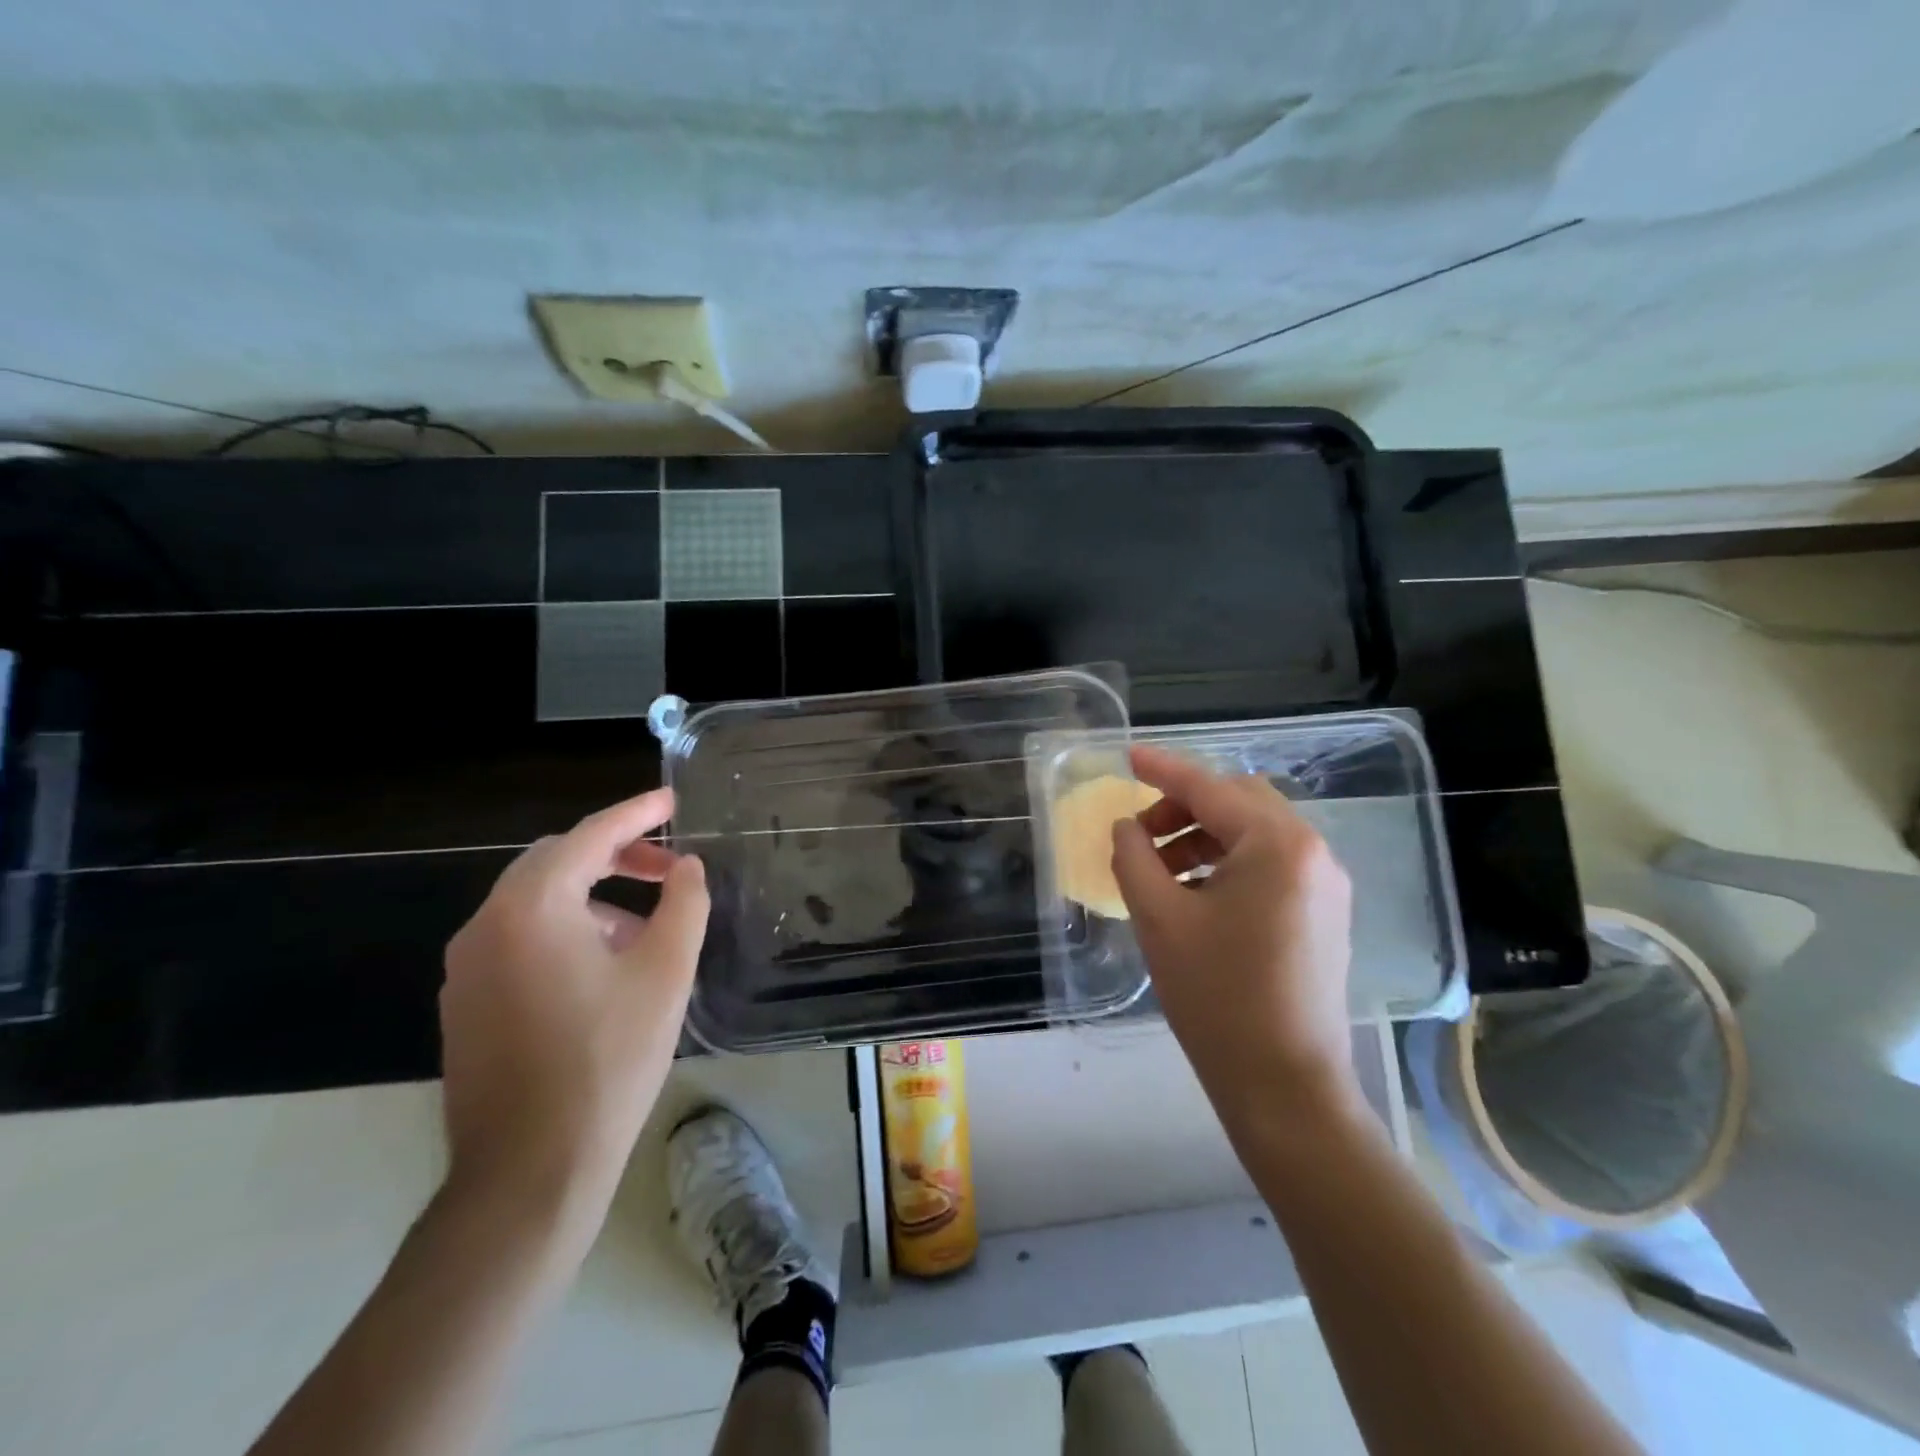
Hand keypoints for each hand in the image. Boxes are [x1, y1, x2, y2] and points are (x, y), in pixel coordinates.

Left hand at [440, 790, 709, 1250]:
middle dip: (616, 855)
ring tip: (645, 925)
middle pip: (556, 862)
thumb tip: (687, 868)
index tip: (672, 801)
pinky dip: (566, 928)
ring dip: (593, 895)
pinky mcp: (466, 1005)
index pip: (590, 836)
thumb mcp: (665, 971)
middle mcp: (486, 925)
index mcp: (531, 907)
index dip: (637, 813)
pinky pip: (520, 939)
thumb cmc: (608, 1059)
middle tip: (668, 868)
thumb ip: (684, 903)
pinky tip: (604, 966)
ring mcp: (467, 968)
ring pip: (536, 902)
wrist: (530, 1172)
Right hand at [1110, 745, 1359, 1137]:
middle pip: (1239, 801)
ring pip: (1256, 831)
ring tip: (1161, 870)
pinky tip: (1196, 892)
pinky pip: (1272, 863)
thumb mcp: (1159, 919)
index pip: (1210, 788)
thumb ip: (1134, 857)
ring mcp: (1326, 883)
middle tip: (1142, 834)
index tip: (1126, 756)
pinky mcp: (1326, 912)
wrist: (1285, 1086)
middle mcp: (1312, 852)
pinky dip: (1229, 861)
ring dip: (1205, 835)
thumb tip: (1127, 826)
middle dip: (1185, 806)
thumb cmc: (1216, 998)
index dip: (1162, 770)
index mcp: (1277, 845)